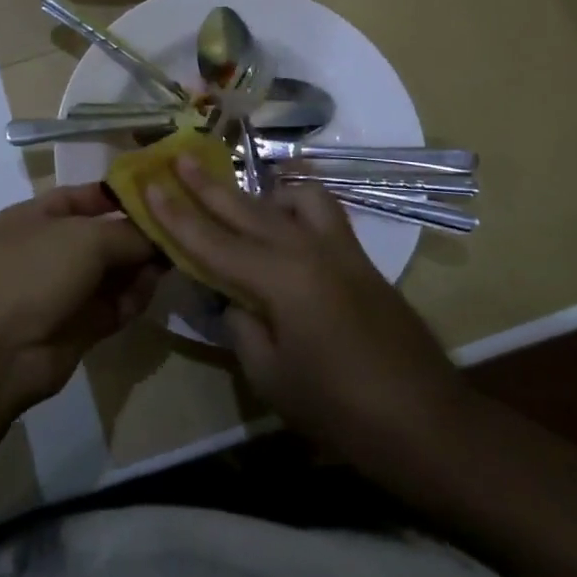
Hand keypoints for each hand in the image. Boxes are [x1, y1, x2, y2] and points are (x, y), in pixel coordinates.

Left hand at [0, 183, 161, 420]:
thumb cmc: (33, 271)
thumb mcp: (84, 237)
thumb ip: (127, 233)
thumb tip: (158, 236)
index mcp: (36, 217)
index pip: (83, 197)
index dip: (118, 195)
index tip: (159, 193)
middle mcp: (49, 250)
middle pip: (102, 236)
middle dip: (137, 233)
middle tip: (179, 228)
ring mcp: (62, 291)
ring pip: (111, 273)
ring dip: (140, 265)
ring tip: (174, 256)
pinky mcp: (78, 328)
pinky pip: (113, 305)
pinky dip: (134, 296)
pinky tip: (155, 285)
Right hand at [145, 156, 475, 483]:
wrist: (426, 421)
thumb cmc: (339, 409)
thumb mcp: (270, 376)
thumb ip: (242, 326)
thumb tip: (233, 298)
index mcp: (277, 279)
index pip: (211, 240)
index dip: (175, 214)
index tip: (149, 185)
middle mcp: (305, 250)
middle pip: (246, 208)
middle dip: (208, 183)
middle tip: (182, 154)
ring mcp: (338, 249)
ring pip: (293, 197)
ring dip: (262, 188)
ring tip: (243, 189)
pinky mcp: (360, 259)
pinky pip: (325, 212)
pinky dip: (301, 201)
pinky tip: (292, 210)